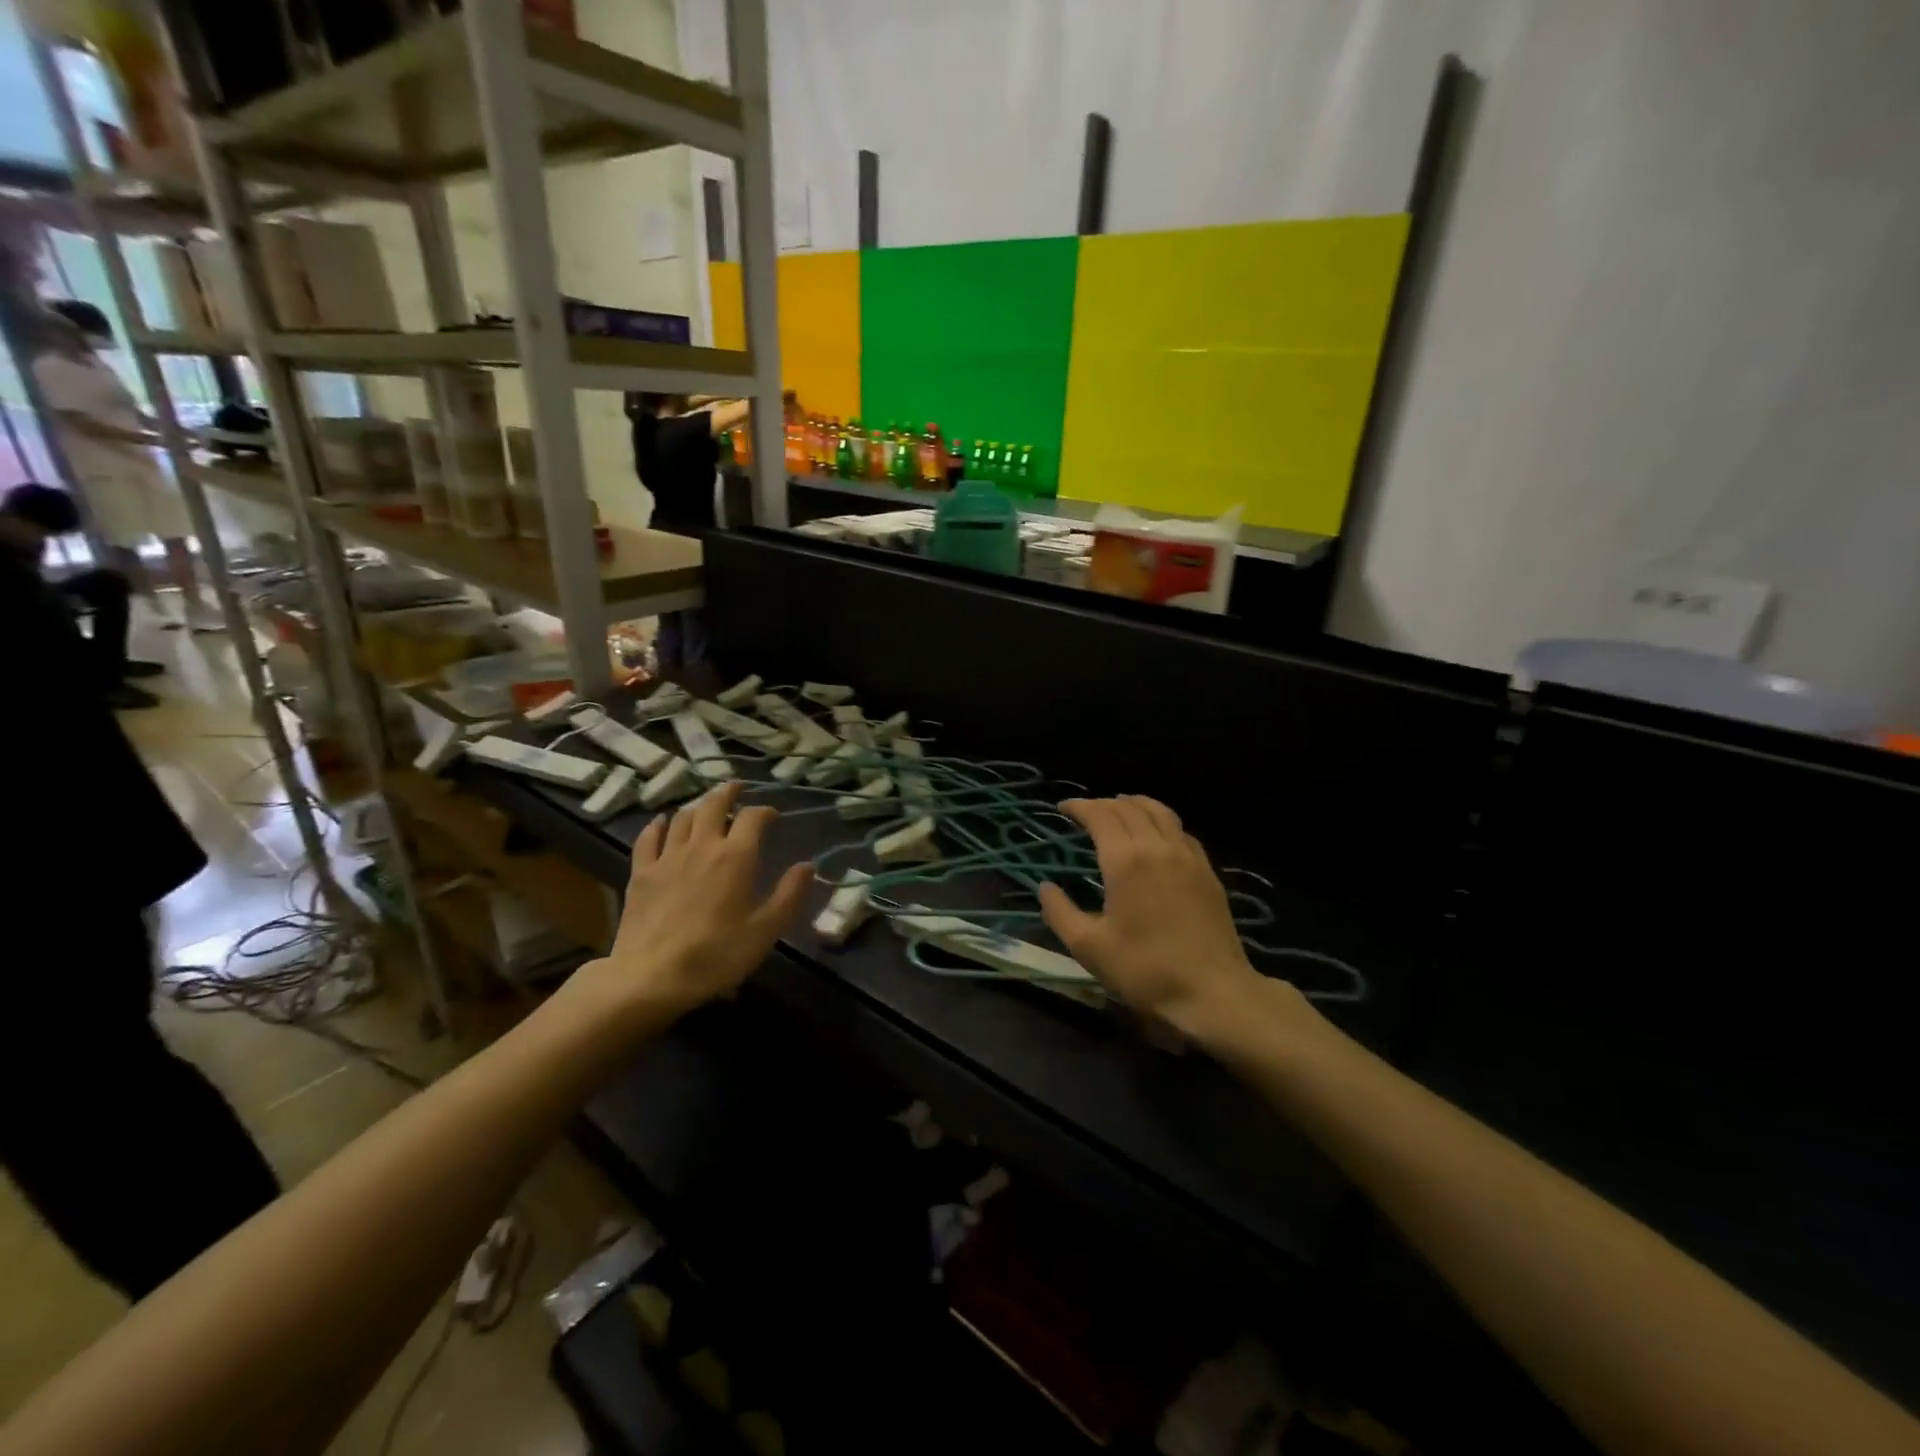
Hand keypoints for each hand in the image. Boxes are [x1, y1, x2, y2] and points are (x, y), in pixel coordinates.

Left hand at [568, 782, 810, 1027]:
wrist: (650, 978)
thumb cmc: (717, 956)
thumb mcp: (765, 931)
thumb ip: (789, 894)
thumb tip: (808, 865)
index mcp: (736, 857)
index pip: (753, 817)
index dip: (765, 811)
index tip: (773, 816)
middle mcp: (702, 846)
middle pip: (713, 804)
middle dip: (728, 792)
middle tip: (737, 788)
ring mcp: (667, 857)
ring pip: (683, 816)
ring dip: (698, 806)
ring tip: (706, 805)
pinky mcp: (641, 873)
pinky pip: (649, 837)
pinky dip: (659, 824)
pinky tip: (662, 822)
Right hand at [1038, 796, 1276, 1037]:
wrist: (1213, 992)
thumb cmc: (1145, 970)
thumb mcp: (1089, 948)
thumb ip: (1060, 912)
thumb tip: (1045, 887)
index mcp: (1126, 861)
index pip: (1100, 816)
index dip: (1079, 807)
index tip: (1062, 808)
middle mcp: (1158, 847)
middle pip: (1128, 808)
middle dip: (1102, 803)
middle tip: (1084, 812)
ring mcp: (1187, 856)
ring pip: (1159, 811)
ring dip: (1134, 804)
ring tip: (1118, 808)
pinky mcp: (1207, 871)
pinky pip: (1180, 830)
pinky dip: (1160, 821)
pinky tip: (1156, 835)